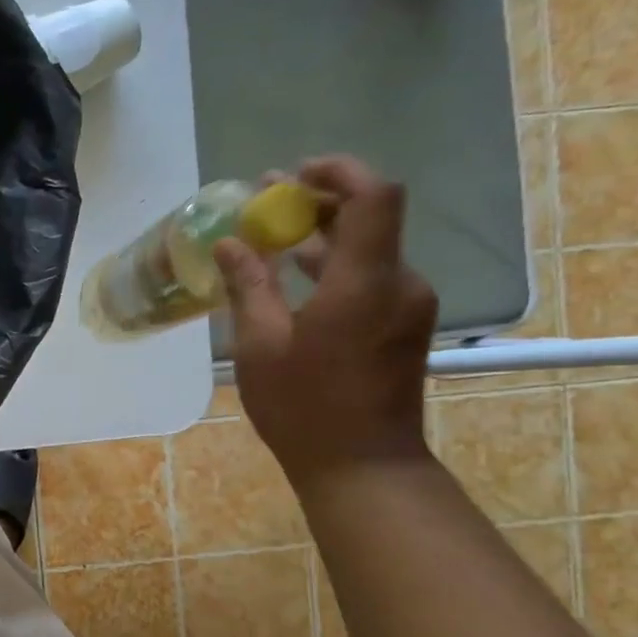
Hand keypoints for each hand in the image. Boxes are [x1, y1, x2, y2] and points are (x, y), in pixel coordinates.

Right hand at [214, 156, 437, 486]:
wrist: (362, 464)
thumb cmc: (303, 406)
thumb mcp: (260, 345)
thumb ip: (248, 285)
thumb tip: (231, 242)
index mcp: (364, 283)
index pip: (373, 197)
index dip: (338, 172)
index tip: (292, 173)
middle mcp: (398, 283)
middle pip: (370, 218)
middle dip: (319, 200)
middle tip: (267, 199)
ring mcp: (406, 305)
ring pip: (370, 248)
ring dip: (324, 233)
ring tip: (271, 233)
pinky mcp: (402, 324)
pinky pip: (370, 276)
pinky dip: (335, 263)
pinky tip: (294, 273)